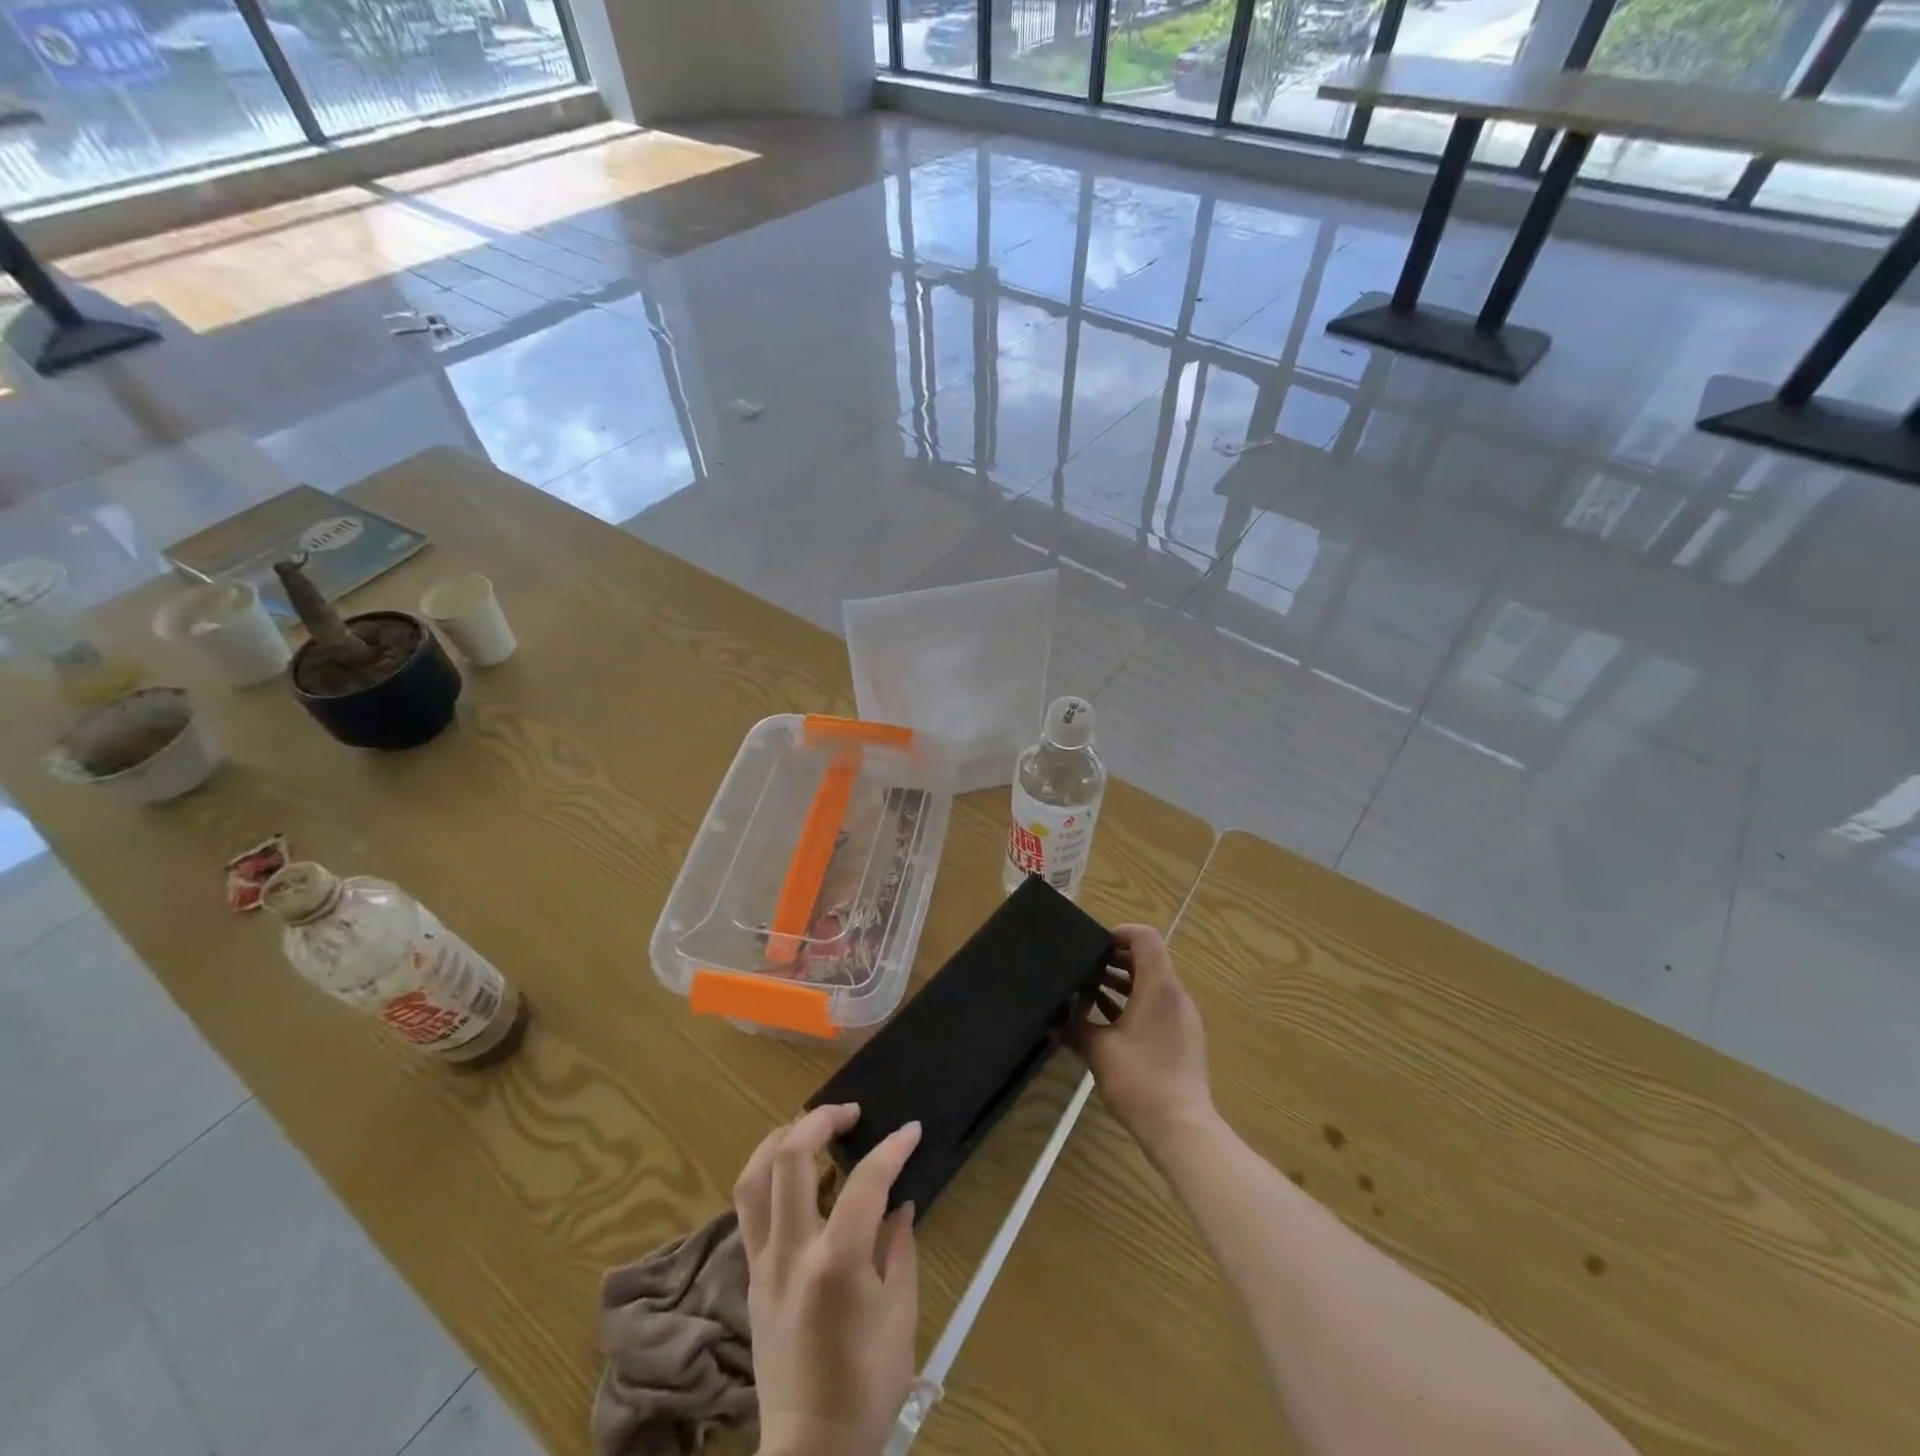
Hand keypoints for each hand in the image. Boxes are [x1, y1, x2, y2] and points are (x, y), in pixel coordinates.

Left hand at [734, 1104, 921, 1455]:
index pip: (865, 1181)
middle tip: (850, 1112)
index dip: (892, 1148)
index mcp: (835, 1262)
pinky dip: (769, 1175)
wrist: (810, 1452)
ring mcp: (763, 1262)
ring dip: (781, 1138)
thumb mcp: (900, 1314)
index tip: (911, 1130)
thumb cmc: (866, 1387)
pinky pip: (750, 1208)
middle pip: (790, 1157)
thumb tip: (898, 1203)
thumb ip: (899, 1247)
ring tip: (810, 1127)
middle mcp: (791, 1251)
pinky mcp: (751, 1276)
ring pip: (753, 1177)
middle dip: (820, 1119)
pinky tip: (794, 1175)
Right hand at [1069, 924, 1214, 1157]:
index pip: (1144, 938)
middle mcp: (1175, 996)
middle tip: (1083, 968)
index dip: (1118, 933)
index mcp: (1159, 987)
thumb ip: (1075, 1028)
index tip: (1092, 946)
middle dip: (1114, 960)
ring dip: (1121, 984)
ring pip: (1151, 985)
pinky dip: (1132, 1004)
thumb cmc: (1141, 1080)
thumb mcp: (1099, 1051)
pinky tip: (1105, 1022)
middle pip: (1147, 960)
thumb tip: (1053, 1021)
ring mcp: (1182, 1018)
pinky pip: (1156, 1006)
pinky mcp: (1182, 1039)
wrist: (1181, 1129)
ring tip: (1088, 993)